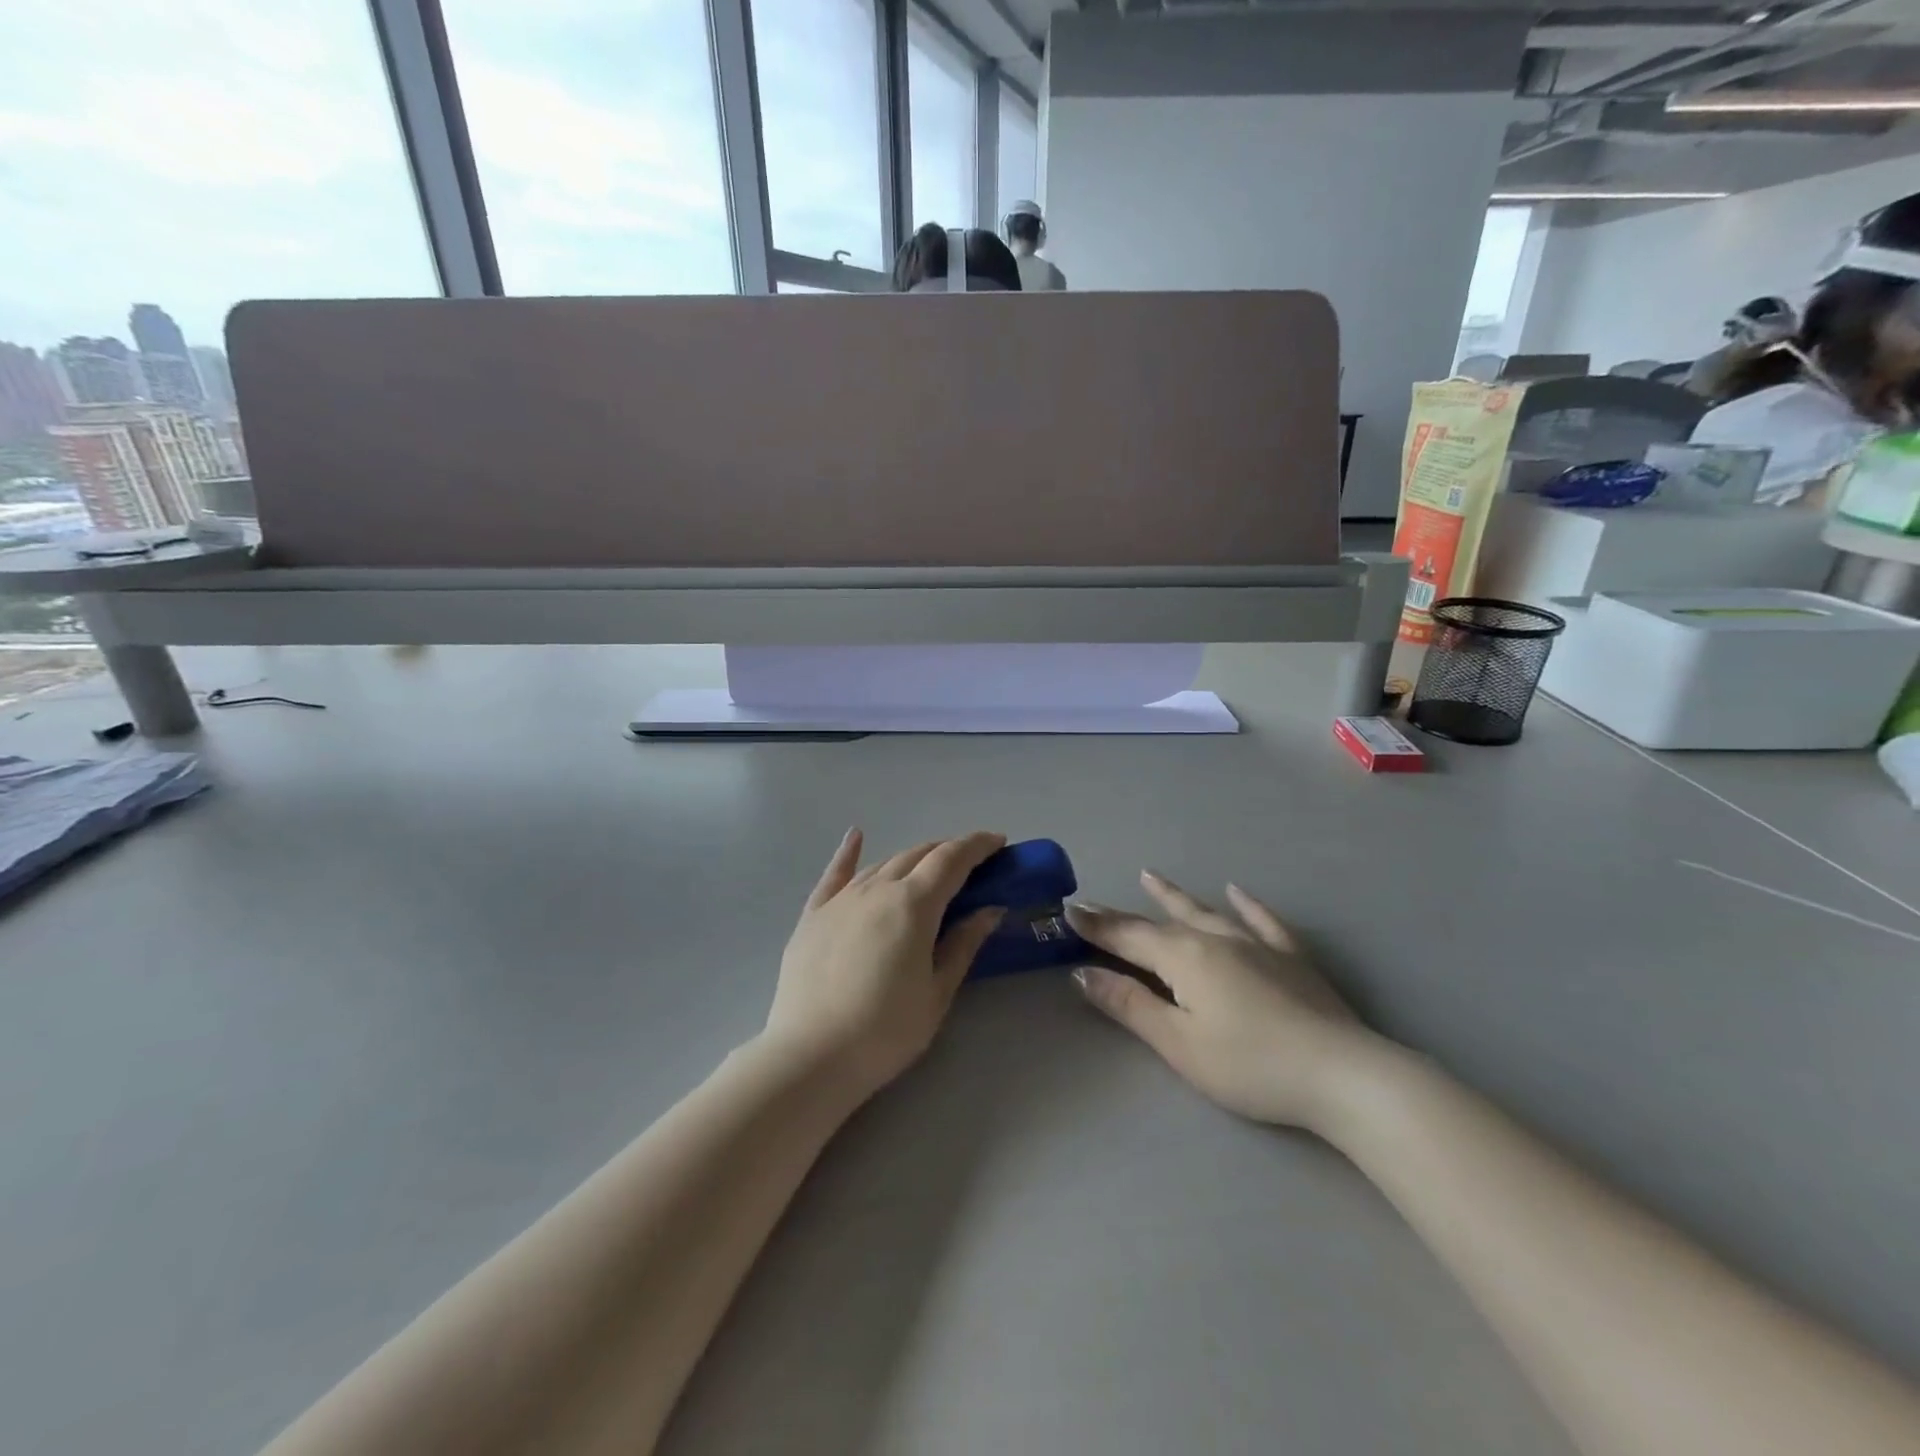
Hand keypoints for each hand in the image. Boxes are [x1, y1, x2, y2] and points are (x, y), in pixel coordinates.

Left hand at [763, 829, 1005, 1101]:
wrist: (811, 1056)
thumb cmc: (885, 1030)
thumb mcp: (937, 992)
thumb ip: (963, 944)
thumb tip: (990, 909)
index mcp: (913, 904)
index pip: (952, 860)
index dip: (978, 846)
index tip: (998, 842)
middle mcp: (877, 888)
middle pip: (918, 855)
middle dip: (948, 852)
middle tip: (971, 865)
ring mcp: (841, 899)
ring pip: (884, 863)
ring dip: (912, 859)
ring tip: (930, 867)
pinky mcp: (813, 915)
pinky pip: (835, 875)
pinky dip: (848, 853)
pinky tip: (855, 836)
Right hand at [1069, 872, 1373, 1130]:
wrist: (1341, 1074)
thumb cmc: (1249, 1065)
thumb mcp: (1178, 1044)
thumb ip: (1130, 1005)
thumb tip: (1083, 974)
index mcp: (1184, 958)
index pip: (1128, 937)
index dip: (1096, 926)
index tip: (1067, 910)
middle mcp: (1215, 938)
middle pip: (1160, 922)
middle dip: (1123, 915)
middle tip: (1094, 903)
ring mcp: (1256, 943)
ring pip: (1205, 911)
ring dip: (1174, 895)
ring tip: (1150, 875)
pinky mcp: (1291, 956)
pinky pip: (1261, 920)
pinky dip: (1246, 904)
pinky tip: (1237, 891)